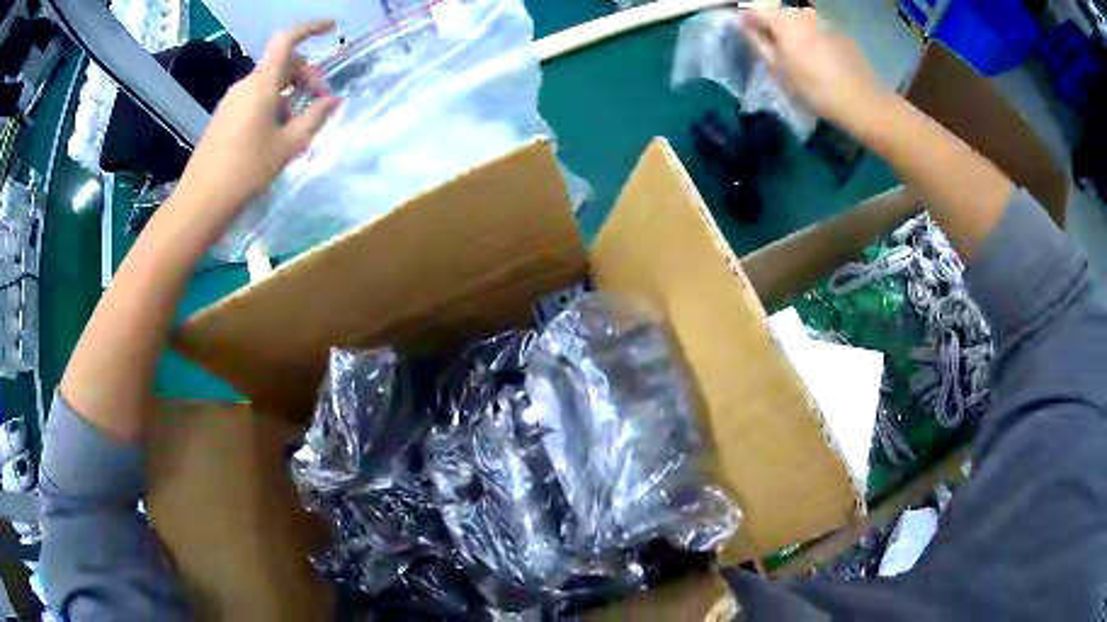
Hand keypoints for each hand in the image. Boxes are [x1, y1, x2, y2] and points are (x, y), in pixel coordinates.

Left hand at [176, 20, 342, 220]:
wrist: (200, 202)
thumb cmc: (245, 171)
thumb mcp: (287, 146)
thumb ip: (314, 118)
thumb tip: (335, 100)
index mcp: (261, 84)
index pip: (287, 40)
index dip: (310, 28)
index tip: (331, 28)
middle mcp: (245, 85)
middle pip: (282, 64)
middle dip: (306, 75)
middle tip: (320, 103)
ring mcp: (231, 102)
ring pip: (268, 83)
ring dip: (289, 94)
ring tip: (298, 126)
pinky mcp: (224, 118)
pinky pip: (254, 99)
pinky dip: (272, 105)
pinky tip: (276, 134)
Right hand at [741, 9, 887, 127]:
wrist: (860, 101)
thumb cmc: (813, 89)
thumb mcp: (778, 70)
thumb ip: (757, 43)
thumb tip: (743, 26)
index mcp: (782, 21)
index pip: (754, 11)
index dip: (746, 20)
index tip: (744, 31)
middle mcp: (801, 13)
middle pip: (777, 11)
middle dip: (769, 21)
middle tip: (768, 40)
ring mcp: (822, 20)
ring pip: (798, 17)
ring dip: (790, 27)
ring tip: (793, 47)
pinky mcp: (839, 30)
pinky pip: (816, 26)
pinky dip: (810, 34)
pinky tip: (816, 53)